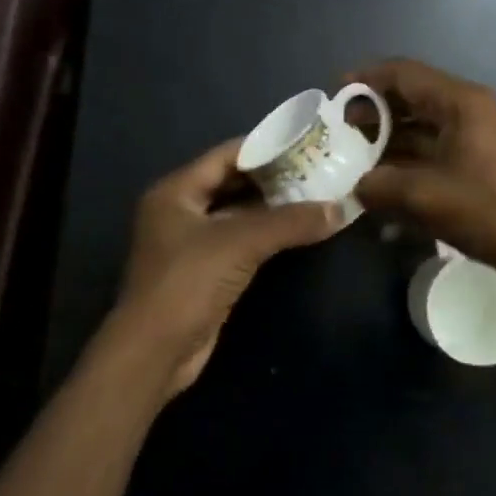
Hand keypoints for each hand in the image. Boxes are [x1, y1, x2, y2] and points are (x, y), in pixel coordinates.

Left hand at [104, 137, 343, 402]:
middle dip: (273, 178)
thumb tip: (340, 209)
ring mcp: (191, 243)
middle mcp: (180, 210)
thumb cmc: (188, 282)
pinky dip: (266, 235)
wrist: (156, 351)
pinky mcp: (205, 272)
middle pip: (232, 183)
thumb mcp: (240, 243)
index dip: (264, 148)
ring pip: (238, 214)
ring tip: (316, 195)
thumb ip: (290, 222)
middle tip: (317, 170)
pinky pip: (240, 242)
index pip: (225, 155)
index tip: (305, 144)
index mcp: (176, 191)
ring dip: (272, 208)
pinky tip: (297, 231)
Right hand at [350, 58, 495, 281]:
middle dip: (374, 115)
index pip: (404, 74)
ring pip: (421, 131)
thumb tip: (357, 186)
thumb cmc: (488, 209)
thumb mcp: (425, 196)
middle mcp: (468, 112)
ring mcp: (476, 140)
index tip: (335, 94)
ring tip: (354, 162)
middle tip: (341, 133)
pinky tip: (383, 190)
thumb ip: (380, 186)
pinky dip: (408, 167)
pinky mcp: (479, 166)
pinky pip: (434, 156)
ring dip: (388, 145)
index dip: (366, 79)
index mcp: (460, 103)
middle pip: (411, 101)